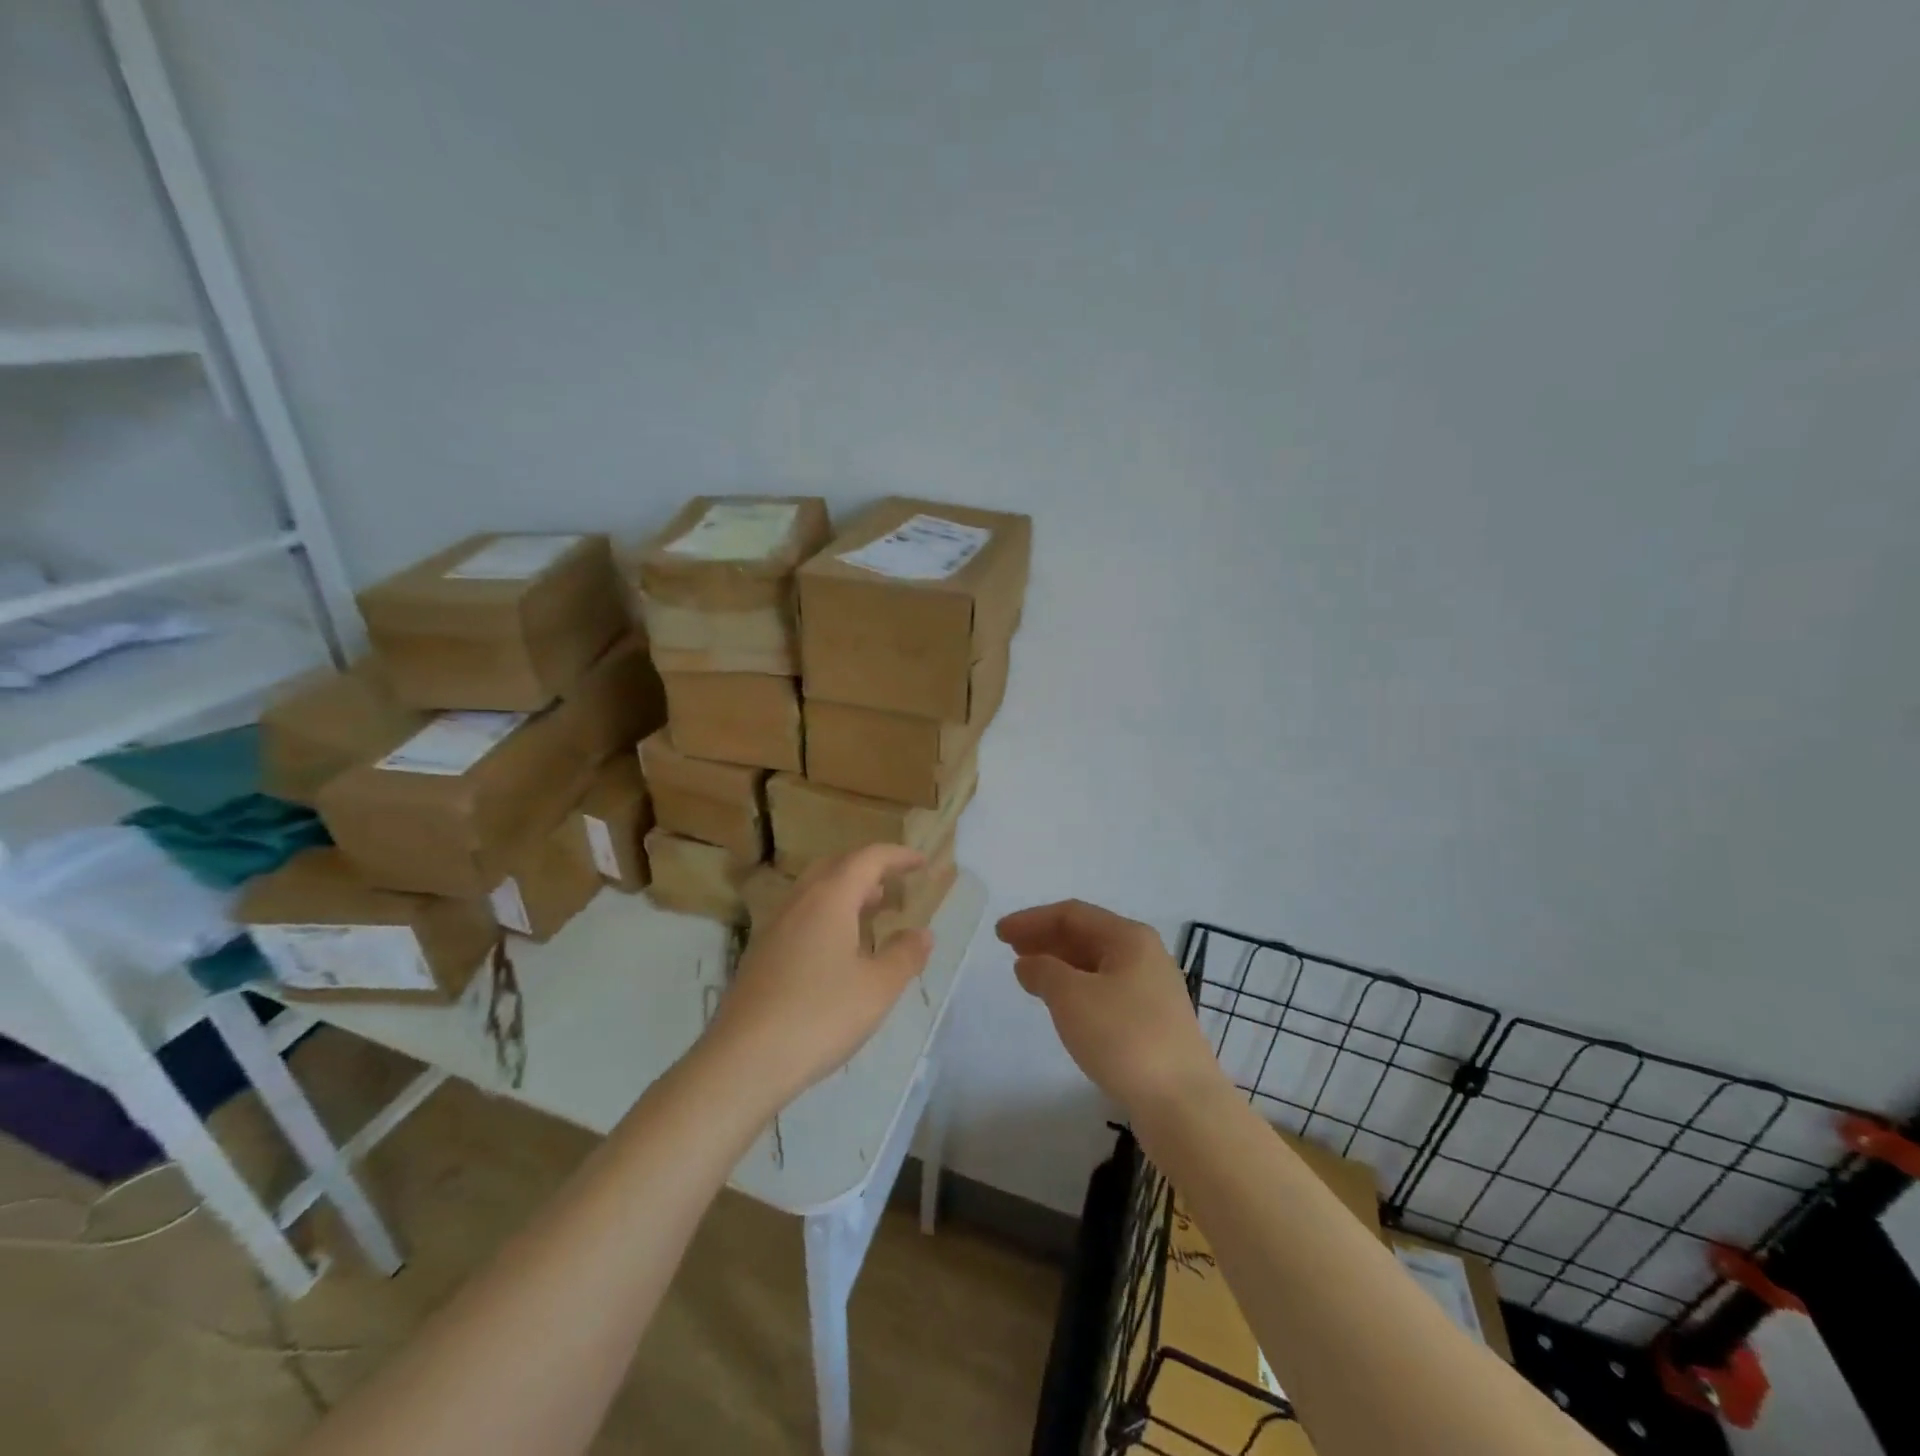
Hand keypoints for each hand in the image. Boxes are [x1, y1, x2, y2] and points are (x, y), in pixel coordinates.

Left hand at [706, 845, 934, 1110]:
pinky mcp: (760, 955)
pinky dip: (827, 915)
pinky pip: (801, 916)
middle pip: (836, 867)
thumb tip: (922, 933)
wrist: (743, 1061)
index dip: (897, 856)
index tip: (921, 862)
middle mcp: (798, 903)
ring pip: (814, 892)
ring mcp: (774, 928)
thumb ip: (904, 955)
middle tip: (894, 884)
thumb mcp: (877, 988)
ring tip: (871, 912)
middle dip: (868, 869)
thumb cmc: (819, 1016)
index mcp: (829, 899)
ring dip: (846, 892)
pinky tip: (837, 950)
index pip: (867, 859)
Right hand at [998, 900, 1223, 1115]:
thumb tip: (1029, 963)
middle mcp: (1144, 955)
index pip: (1072, 914)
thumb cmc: (1124, 1037)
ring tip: (1029, 975)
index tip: (1000, 933)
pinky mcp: (1152, 1021)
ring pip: (1096, 964)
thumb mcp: (1072, 997)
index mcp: (1129, 937)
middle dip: (1046, 939)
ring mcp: (1151, 989)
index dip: (1032, 919)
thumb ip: (1043, 971)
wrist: (1183, 1104)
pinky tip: (1061, 1005)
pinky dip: (1076, 988)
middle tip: (1010, 949)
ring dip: (1060, 964)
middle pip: (1086, 935)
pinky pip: (1105, 990)